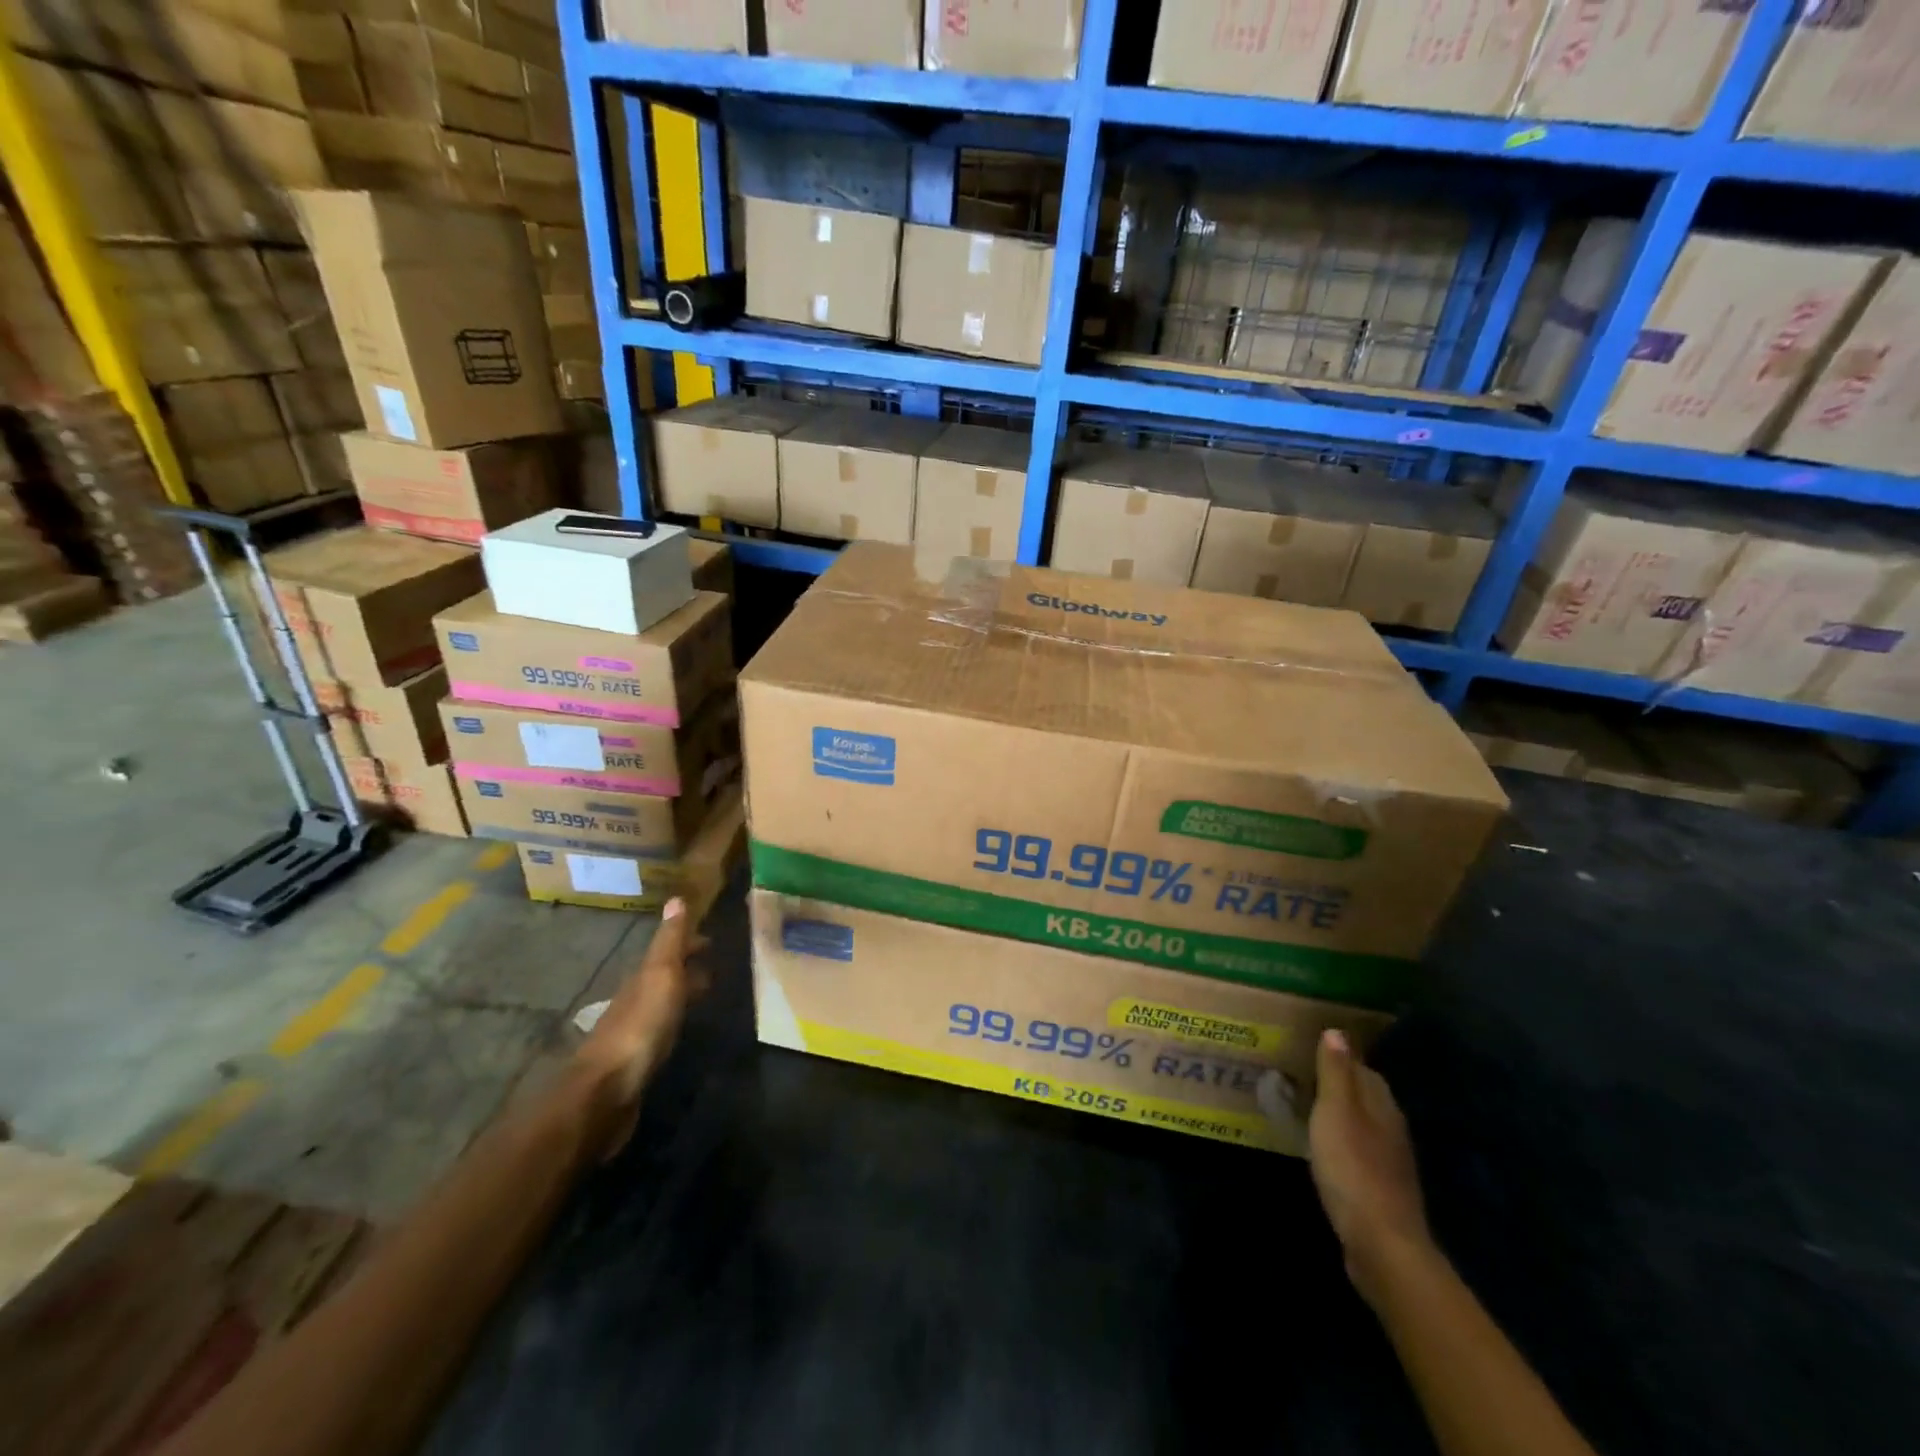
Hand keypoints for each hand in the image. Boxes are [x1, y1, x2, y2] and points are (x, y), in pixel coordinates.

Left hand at [573, 898, 703, 1158]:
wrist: (607, 1092)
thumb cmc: (640, 1026)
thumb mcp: (660, 975)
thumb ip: (670, 941)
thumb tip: (676, 898)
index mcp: (642, 977)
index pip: (667, 951)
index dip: (688, 943)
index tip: (712, 939)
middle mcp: (635, 1000)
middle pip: (663, 976)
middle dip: (687, 966)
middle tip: (715, 964)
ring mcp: (634, 1032)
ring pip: (662, 1003)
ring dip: (682, 994)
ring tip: (707, 993)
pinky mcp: (636, 1061)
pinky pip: (661, 1030)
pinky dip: (676, 1021)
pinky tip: (684, 1030)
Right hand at [1308, 1028, 1432, 1307]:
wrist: (1381, 1244)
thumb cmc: (1353, 1168)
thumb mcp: (1335, 1112)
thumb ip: (1335, 1073)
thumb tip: (1337, 1031)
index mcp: (1382, 1105)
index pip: (1363, 1069)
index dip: (1339, 1058)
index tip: (1308, 1051)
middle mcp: (1391, 1128)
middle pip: (1366, 1096)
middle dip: (1339, 1085)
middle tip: (1301, 1076)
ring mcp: (1390, 1162)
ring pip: (1363, 1125)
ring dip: (1340, 1115)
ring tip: (1307, 1109)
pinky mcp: (1381, 1190)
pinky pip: (1360, 1152)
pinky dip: (1342, 1143)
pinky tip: (1324, 1150)